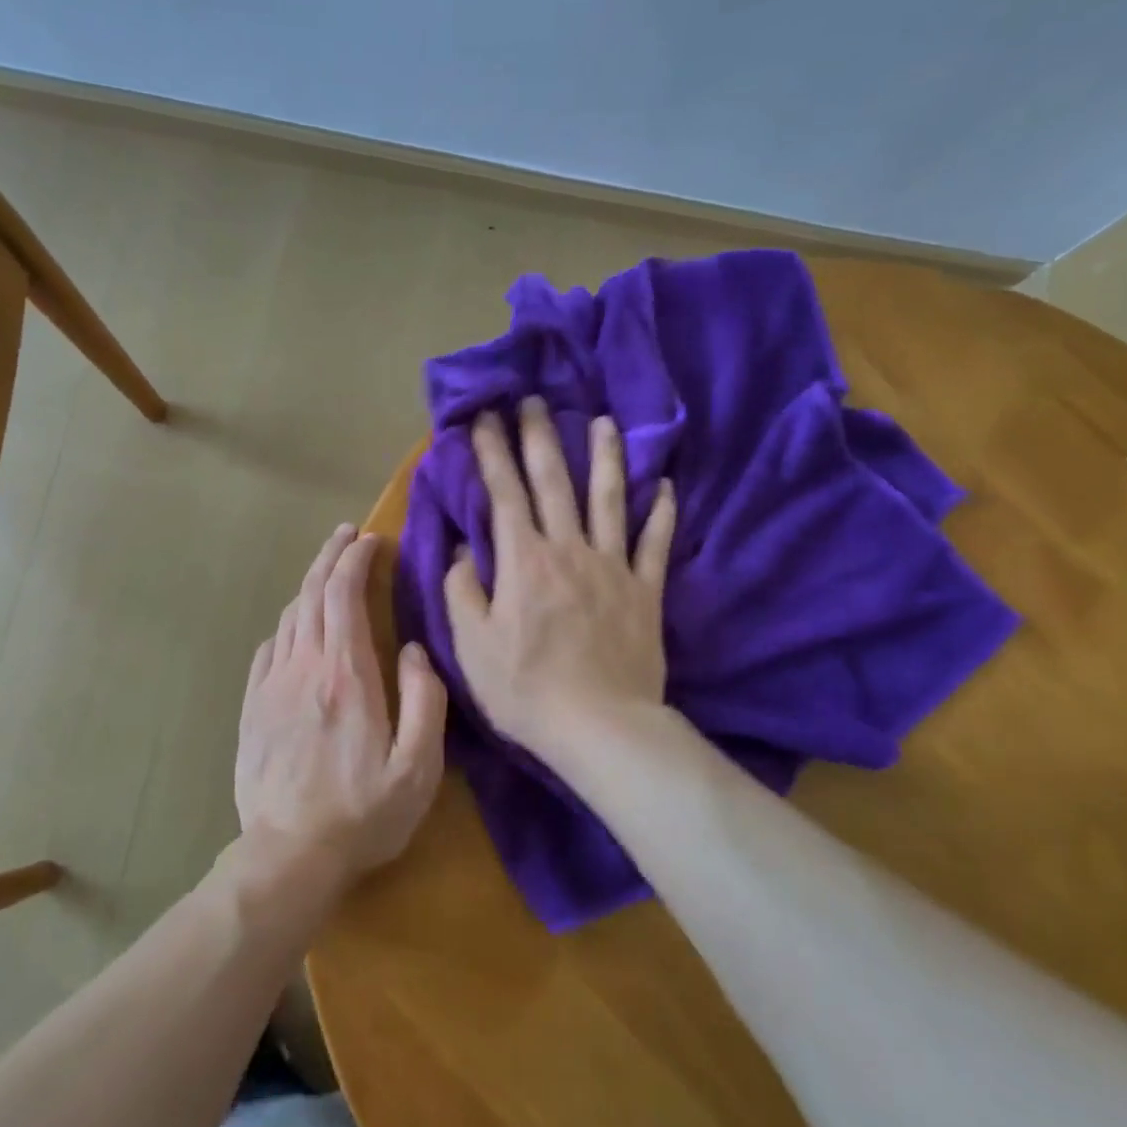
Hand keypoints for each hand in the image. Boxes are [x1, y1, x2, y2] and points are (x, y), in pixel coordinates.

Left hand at [235, 525, 447, 890]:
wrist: (289, 856)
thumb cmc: (364, 814)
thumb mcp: (419, 767)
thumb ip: (425, 701)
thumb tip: (417, 650)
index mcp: (347, 675)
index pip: (344, 595)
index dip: (356, 558)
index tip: (371, 539)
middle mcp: (304, 667)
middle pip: (311, 594)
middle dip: (330, 556)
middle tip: (347, 535)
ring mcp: (272, 686)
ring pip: (288, 617)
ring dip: (309, 585)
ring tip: (326, 571)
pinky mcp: (252, 707)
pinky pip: (268, 649)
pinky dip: (287, 624)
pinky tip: (296, 626)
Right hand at [445, 397, 675, 766]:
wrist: (600, 726)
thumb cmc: (525, 689)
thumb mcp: (472, 645)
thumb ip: (462, 590)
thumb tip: (461, 548)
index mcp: (523, 561)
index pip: (504, 494)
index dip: (491, 453)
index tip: (483, 418)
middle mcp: (569, 550)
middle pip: (554, 482)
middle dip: (539, 438)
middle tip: (532, 400)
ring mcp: (613, 567)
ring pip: (609, 499)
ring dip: (605, 458)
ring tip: (602, 422)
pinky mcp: (645, 591)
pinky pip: (655, 543)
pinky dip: (661, 513)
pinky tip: (665, 486)